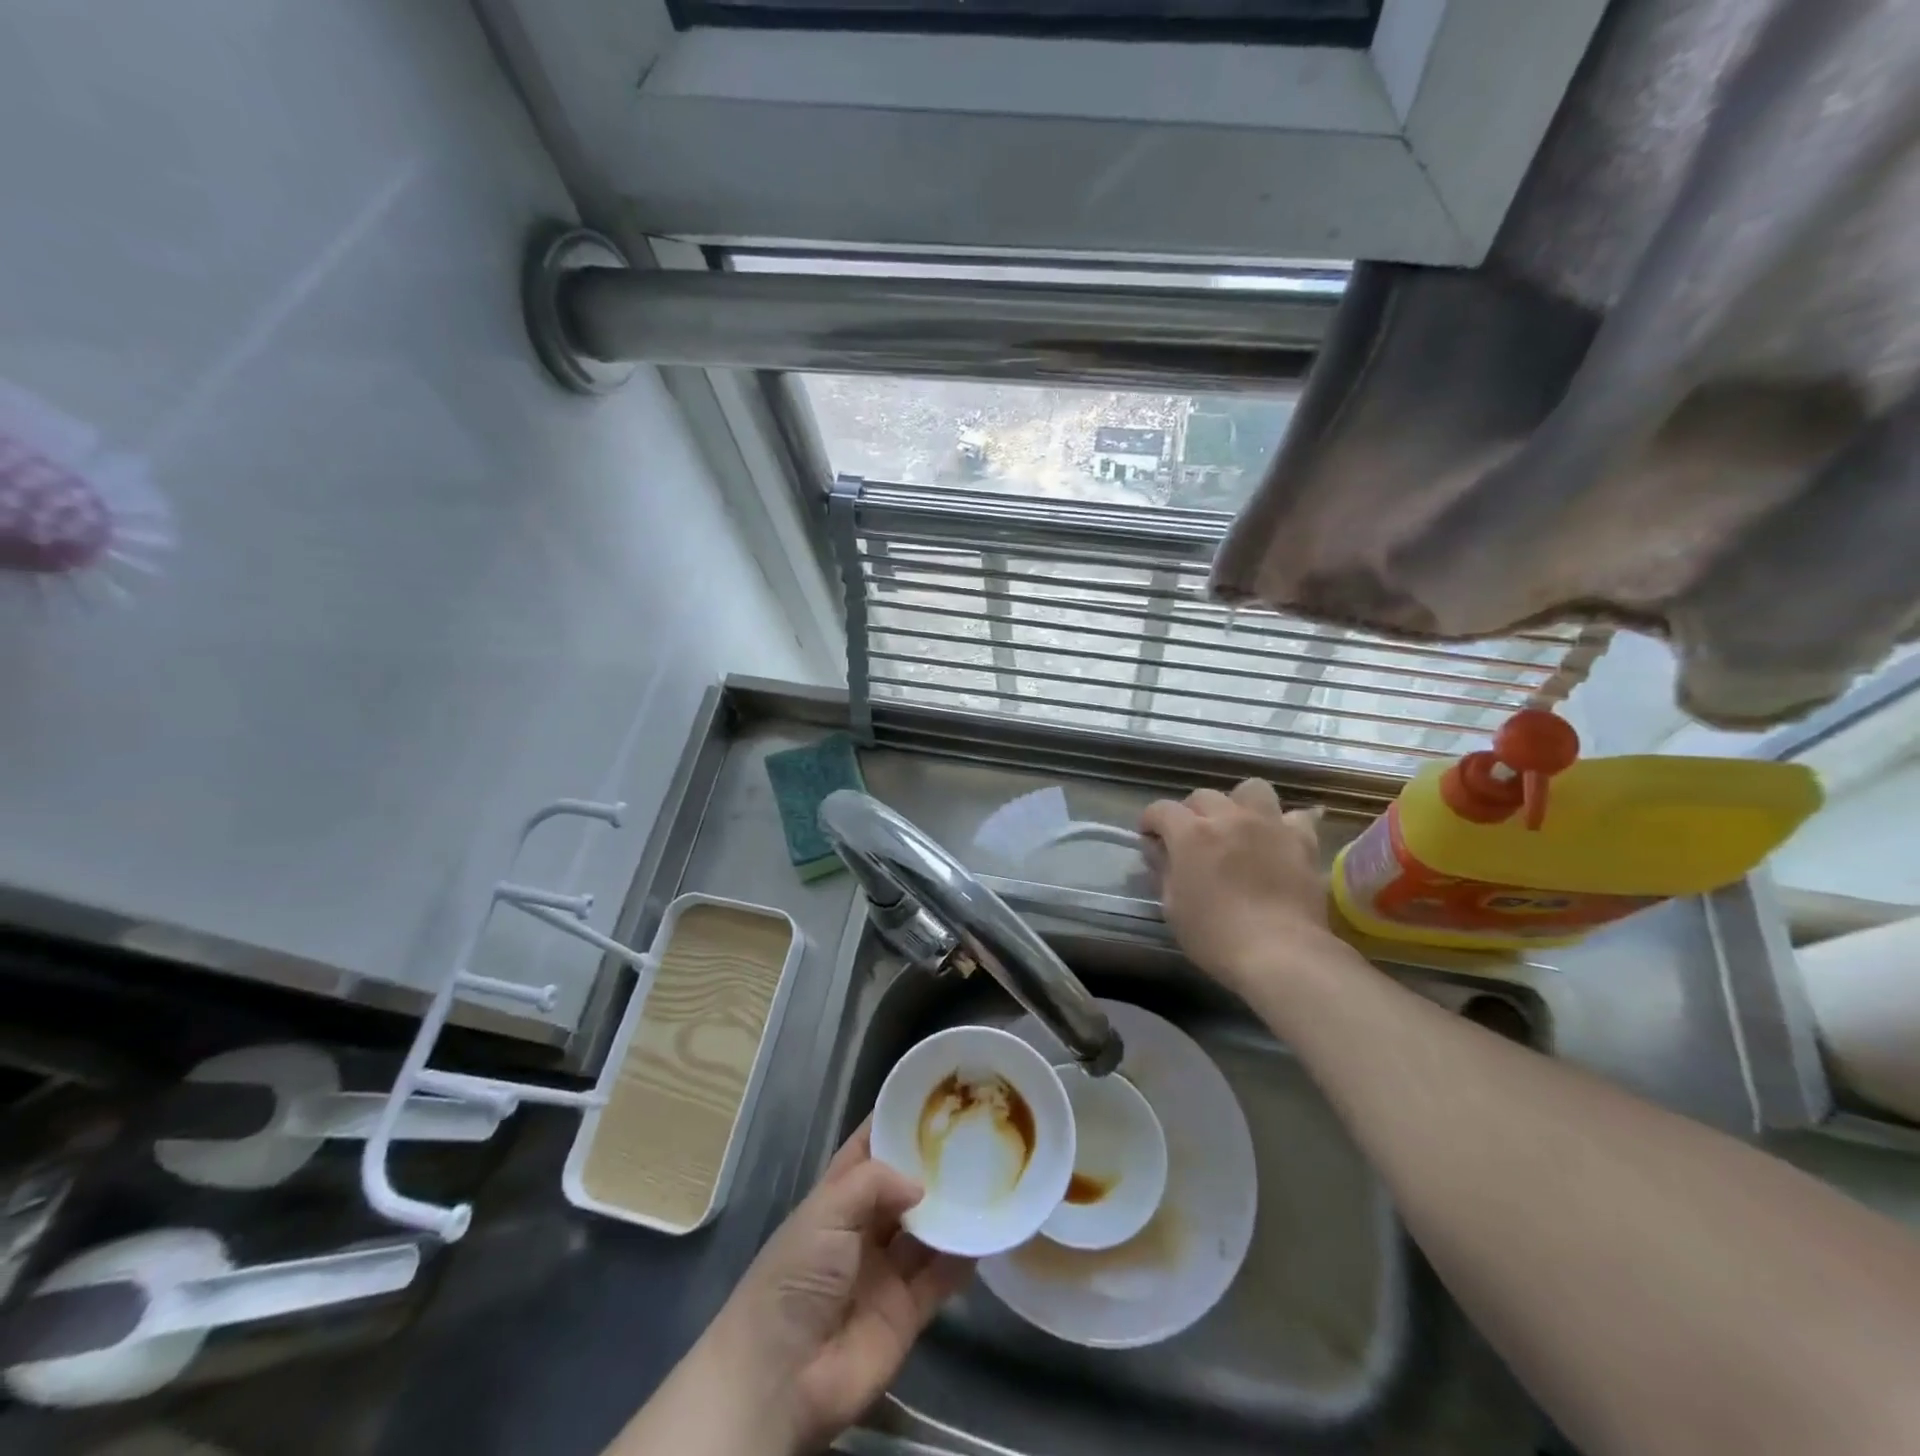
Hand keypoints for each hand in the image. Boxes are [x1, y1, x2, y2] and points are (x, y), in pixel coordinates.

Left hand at [701, 1122, 973, 1453]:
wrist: (781, 1378)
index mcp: (836, 1197)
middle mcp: (863, 1228)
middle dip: (933, 1166)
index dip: (895, 1123)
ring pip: (927, 1231)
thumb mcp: (827, 1211)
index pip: (869, 1148)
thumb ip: (876, 1183)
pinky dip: (962, 1259)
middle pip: (904, 1188)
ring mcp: (886, 1271)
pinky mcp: (906, 1313)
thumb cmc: (796, 1276)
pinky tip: (985, 1234)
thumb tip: (922, 1184)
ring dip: (951, 1210)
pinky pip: (940, 1279)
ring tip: (990, 1178)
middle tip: (976, 1136)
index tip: (932, 1097)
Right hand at [1140, 779, 1337, 995]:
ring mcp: (1269, 825)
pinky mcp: (1302, 840)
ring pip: (1251, 789)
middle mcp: (1229, 818)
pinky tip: (1281, 838)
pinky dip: (1286, 824)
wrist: (1281, 953)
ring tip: (1238, 827)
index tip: (1149, 838)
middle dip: (1191, 813)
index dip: (1150, 821)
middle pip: (1203, 796)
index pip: (1161, 809)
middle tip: (1192, 839)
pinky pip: (1297, 816)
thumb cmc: (1215, 936)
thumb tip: (1158, 850)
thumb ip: (1164, 870)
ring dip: (1239, 804)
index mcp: (1191, 834)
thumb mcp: (1172, 907)